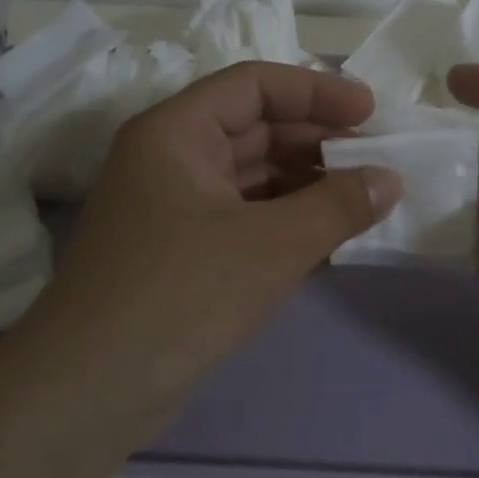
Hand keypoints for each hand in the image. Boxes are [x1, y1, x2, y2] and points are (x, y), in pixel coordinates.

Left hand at [17, 62, 400, 442]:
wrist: (87, 392)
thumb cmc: (180, 294)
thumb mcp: (271, 245)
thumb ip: (337, 206)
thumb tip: (391, 179)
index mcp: (176, 131)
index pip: (254, 85)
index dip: (316, 91)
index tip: (370, 111)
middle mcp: (168, 157)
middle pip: (253, 127)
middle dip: (316, 139)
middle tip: (374, 159)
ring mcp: (170, 206)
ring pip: (250, 174)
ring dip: (305, 181)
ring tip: (361, 197)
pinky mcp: (178, 250)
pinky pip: (242, 214)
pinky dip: (284, 217)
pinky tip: (325, 233)